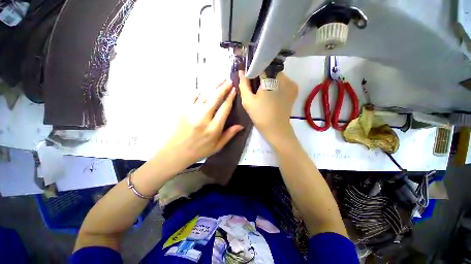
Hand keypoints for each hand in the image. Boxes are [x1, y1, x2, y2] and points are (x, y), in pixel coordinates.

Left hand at [163, 80, 242, 166]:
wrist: (176, 152)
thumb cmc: (199, 150)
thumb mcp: (217, 146)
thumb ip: (229, 134)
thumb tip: (241, 126)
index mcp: (214, 128)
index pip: (224, 108)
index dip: (230, 97)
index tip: (234, 89)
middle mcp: (203, 118)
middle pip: (215, 98)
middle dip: (223, 88)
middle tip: (229, 80)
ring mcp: (191, 112)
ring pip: (205, 95)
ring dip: (213, 86)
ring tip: (220, 80)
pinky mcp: (182, 110)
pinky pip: (192, 97)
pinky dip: (198, 92)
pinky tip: (203, 90)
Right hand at [239, 71, 297, 143]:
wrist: (276, 129)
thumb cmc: (260, 115)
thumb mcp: (248, 100)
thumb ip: (243, 84)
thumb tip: (241, 72)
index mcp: (271, 79)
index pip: (261, 66)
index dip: (254, 71)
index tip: (249, 78)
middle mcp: (284, 77)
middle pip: (270, 70)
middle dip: (262, 77)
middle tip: (256, 88)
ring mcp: (291, 83)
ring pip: (277, 76)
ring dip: (269, 81)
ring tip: (264, 93)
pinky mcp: (294, 90)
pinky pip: (283, 82)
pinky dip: (277, 85)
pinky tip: (272, 95)